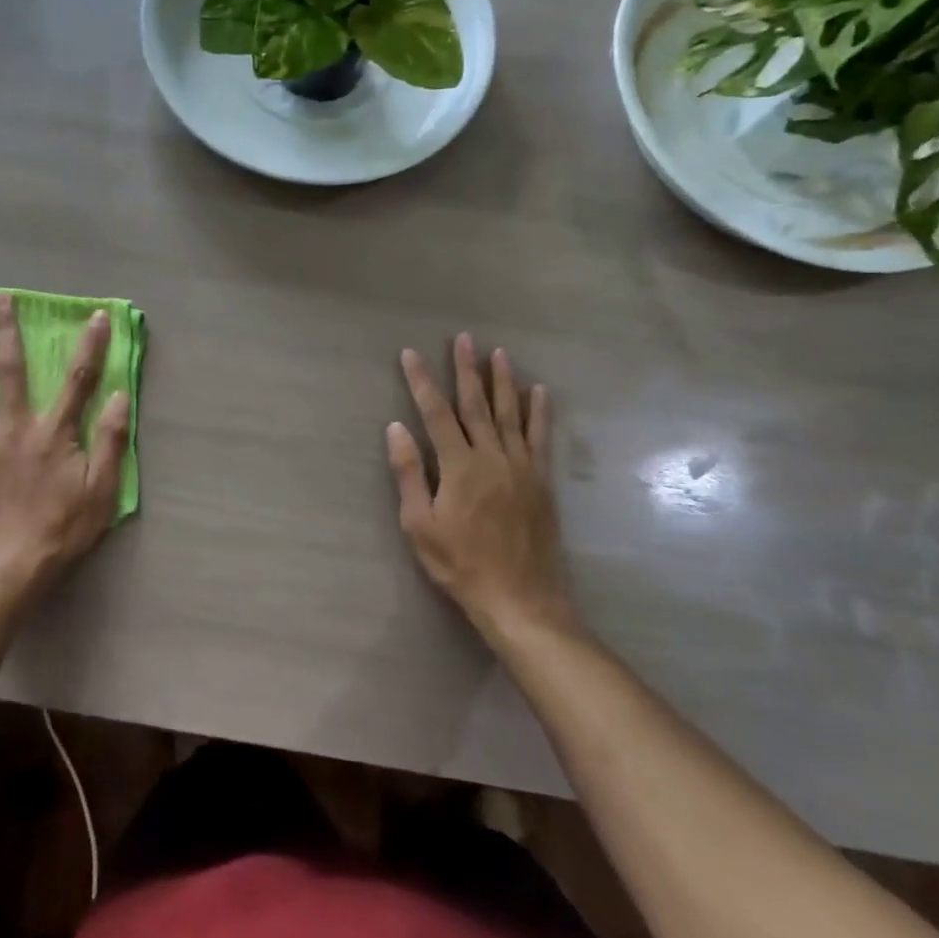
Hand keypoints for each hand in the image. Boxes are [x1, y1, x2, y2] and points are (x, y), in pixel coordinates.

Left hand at [0, 293, 129, 599]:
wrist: (10, 562)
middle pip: (12, 368)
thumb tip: (117, 395)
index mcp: (54, 431)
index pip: (77, 378)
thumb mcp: (102, 488)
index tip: (97, 315)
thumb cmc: (63, 527)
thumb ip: (109, 440)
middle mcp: (16, 424)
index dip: (90, 344)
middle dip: (7, 330)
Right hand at [387, 336, 576, 639]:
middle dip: (466, 369)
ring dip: (503, 381)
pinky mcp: (541, 481)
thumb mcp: (420, 524)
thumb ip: (408, 473)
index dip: (422, 381)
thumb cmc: (460, 564)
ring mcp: (521, 467)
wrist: (519, 599)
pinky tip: (539, 392)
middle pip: (476, 404)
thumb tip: (396, 428)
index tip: (411, 354)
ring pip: (510, 414)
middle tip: (463, 338)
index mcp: (459, 466)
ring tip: (498, 353)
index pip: (435, 413)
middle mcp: (492, 457)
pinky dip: (539, 412)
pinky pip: (540, 438)